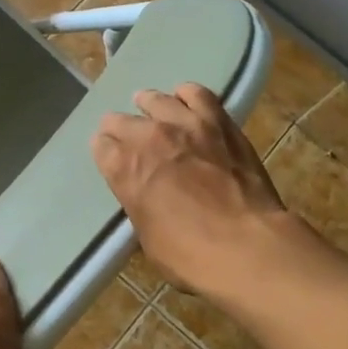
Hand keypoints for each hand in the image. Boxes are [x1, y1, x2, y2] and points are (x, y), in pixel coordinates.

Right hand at [91, 83, 290, 292]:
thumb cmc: (191, 254)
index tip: (110, 158)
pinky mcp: (219, 121)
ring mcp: (185, 124)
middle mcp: (148, 137)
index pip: (100, 147)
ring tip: (150, 107)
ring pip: (156, 99)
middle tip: (126, 137)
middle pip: (120, 120)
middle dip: (119, 129)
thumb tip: (144, 195)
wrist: (247, 244)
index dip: (105, 153)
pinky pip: (197, 94)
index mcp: (124, 169)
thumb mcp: (148, 238)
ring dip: (148, 105)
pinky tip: (186, 101)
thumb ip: (140, 204)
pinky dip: (187, 95)